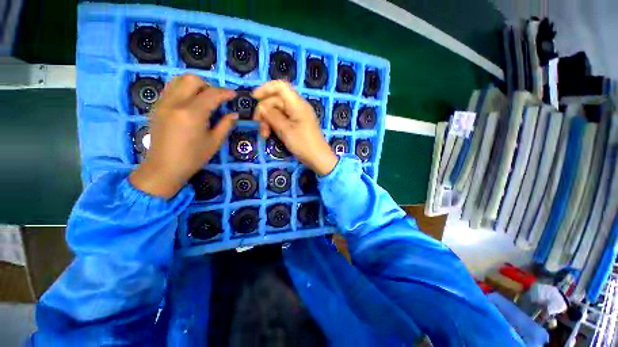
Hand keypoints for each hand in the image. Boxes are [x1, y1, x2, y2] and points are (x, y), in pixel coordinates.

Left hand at [129, 74, 236, 198]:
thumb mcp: (214, 142)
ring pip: (178, 80)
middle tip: (216, 99)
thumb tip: (234, 114)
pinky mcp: (156, 107)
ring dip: (194, 85)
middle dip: (208, 86)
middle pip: (192, 79)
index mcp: (192, 113)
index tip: (234, 94)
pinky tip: (189, 103)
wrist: (164, 167)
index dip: (225, 92)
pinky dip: (182, 90)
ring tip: (202, 98)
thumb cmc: (193, 157)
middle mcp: (175, 103)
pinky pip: (170, 88)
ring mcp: (163, 103)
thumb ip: (225, 125)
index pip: (211, 94)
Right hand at [253, 80, 337, 175]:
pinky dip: (275, 124)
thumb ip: (272, 116)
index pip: (280, 86)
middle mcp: (298, 107)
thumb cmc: (303, 144)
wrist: (318, 158)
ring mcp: (298, 116)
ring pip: (278, 111)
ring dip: (269, 120)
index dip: (266, 89)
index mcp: (297, 104)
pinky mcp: (297, 124)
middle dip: (265, 111)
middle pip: (276, 100)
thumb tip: (262, 107)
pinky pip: (283, 119)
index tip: (254, 98)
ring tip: (265, 134)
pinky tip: (271, 134)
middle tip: (258, 126)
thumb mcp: (285, 130)